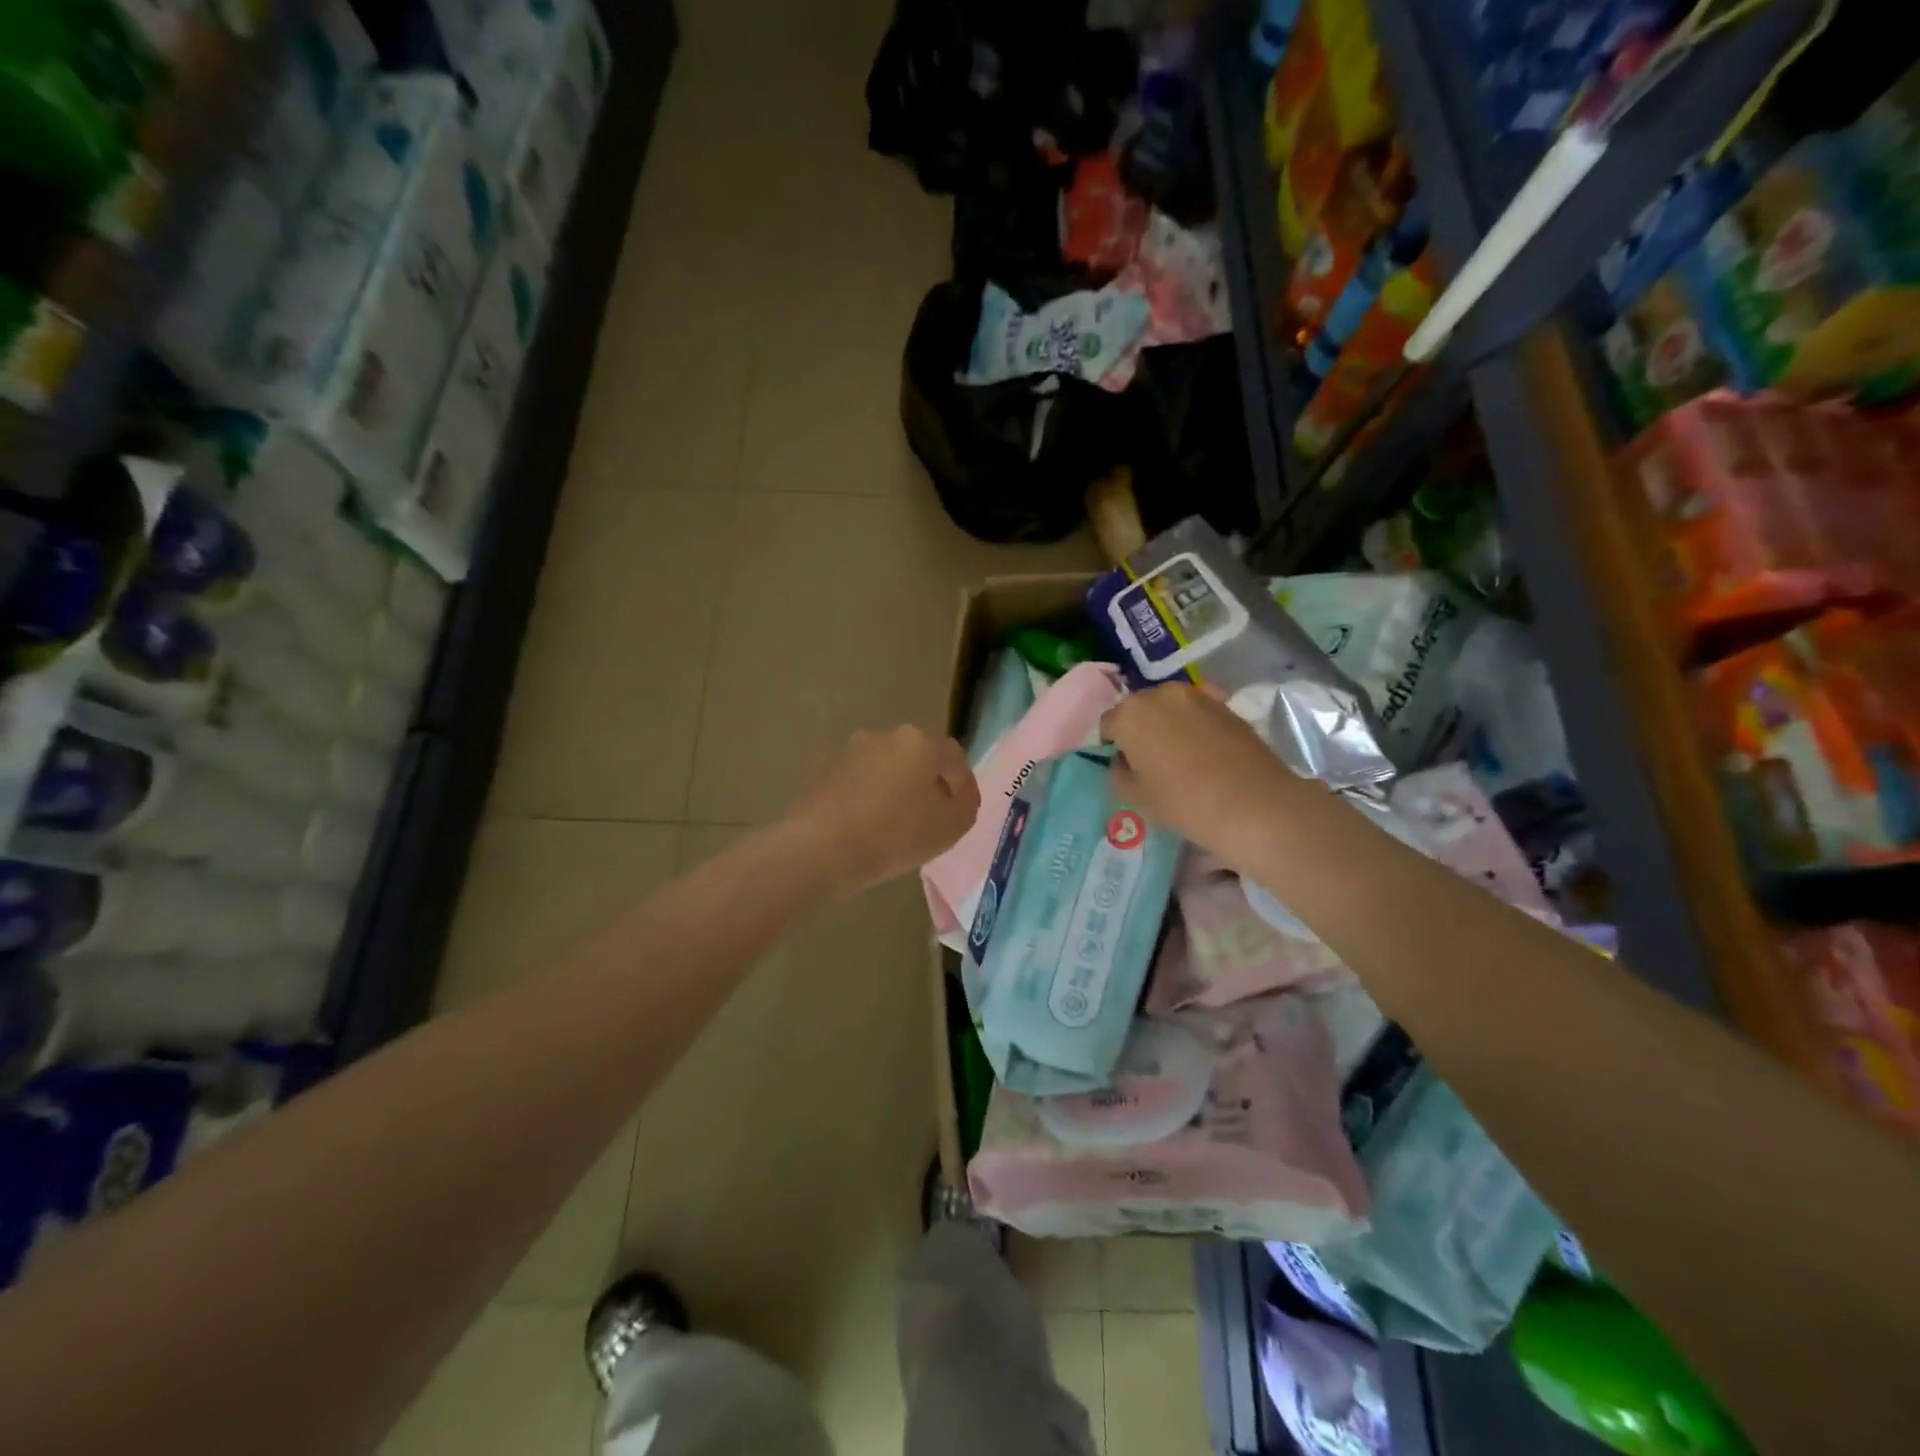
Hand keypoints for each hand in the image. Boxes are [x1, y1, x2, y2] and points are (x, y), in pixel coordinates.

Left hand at [788, 725, 979, 894]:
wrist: (821, 848)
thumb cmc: (894, 835)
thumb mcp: (950, 828)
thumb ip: (965, 807)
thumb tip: (958, 797)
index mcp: (920, 743)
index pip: (954, 757)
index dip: (964, 784)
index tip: (963, 810)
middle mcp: (885, 736)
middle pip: (919, 757)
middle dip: (929, 783)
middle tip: (934, 816)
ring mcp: (851, 751)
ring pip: (887, 769)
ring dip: (897, 789)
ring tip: (899, 824)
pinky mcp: (825, 771)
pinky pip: (860, 783)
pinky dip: (870, 798)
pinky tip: (869, 826)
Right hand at [1102, 684, 1302, 868]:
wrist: (1254, 804)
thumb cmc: (1184, 803)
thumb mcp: (1136, 798)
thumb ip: (1118, 774)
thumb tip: (1122, 762)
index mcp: (1130, 714)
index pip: (1107, 724)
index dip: (1111, 746)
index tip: (1123, 766)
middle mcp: (1160, 694)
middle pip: (1139, 709)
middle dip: (1139, 729)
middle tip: (1149, 761)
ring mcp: (1197, 695)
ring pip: (1170, 707)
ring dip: (1168, 724)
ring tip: (1179, 755)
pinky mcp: (1227, 704)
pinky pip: (1198, 712)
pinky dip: (1195, 724)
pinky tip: (1204, 749)